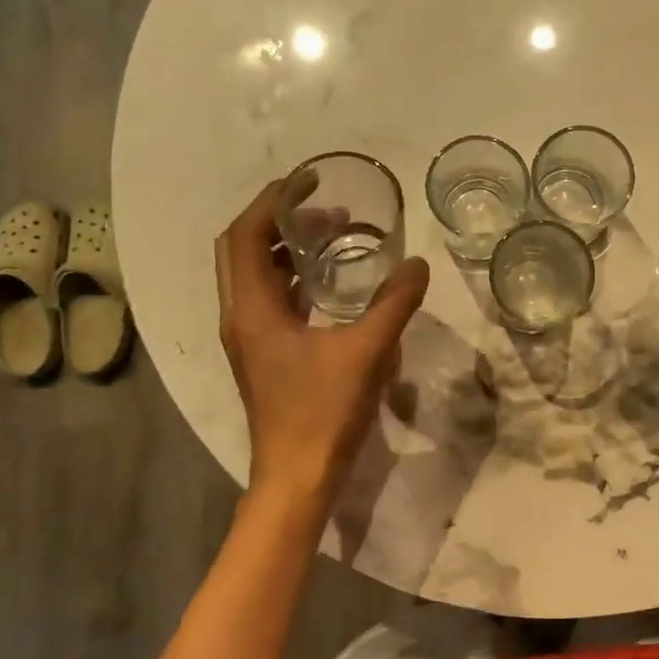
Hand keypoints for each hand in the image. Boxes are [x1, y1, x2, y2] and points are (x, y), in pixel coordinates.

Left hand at [214, 181, 429, 519]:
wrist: (296, 479)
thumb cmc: (323, 413)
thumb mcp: (366, 352)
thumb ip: (394, 304)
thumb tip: (417, 263)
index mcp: (252, 310)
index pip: (247, 236)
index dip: (273, 201)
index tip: (308, 180)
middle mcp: (241, 317)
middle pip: (244, 249)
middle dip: (280, 219)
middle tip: (324, 206)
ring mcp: (250, 338)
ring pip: (256, 274)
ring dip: (287, 248)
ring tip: (332, 235)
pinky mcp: (265, 354)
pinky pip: (272, 298)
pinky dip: (294, 277)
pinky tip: (330, 282)